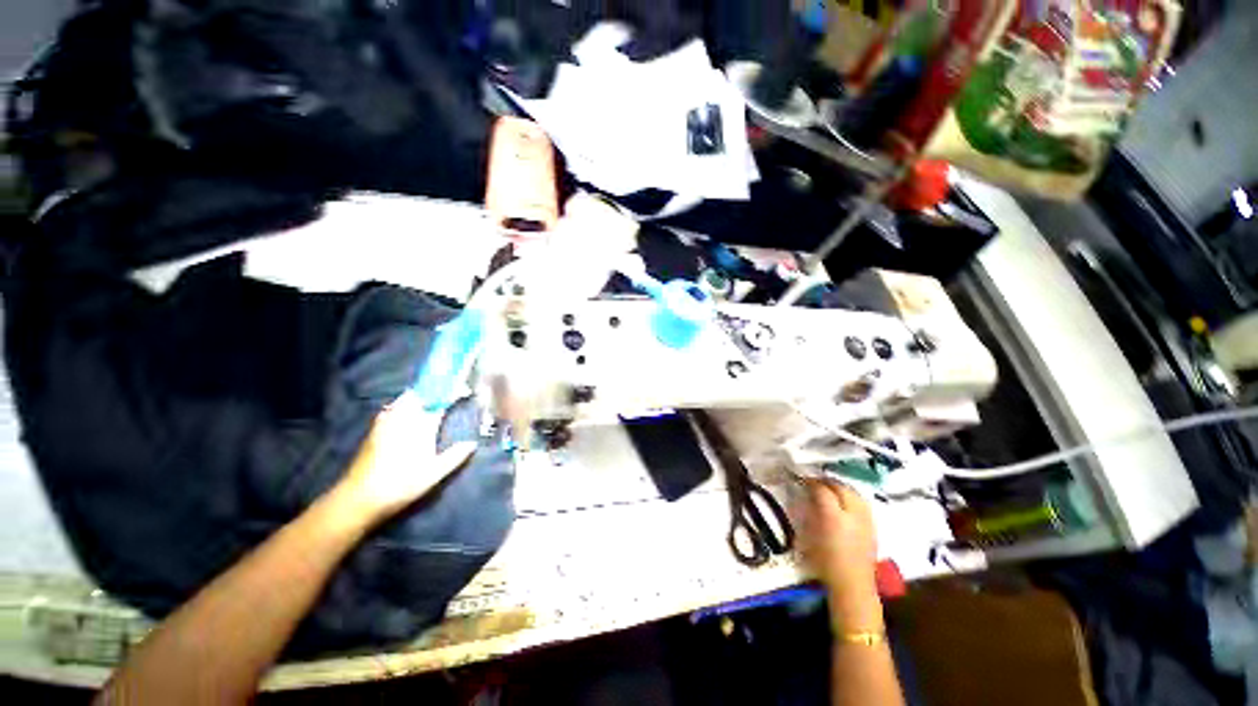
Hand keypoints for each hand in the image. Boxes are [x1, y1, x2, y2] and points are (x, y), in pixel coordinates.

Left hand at [332, 391, 477, 524]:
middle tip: (445, 390)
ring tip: (427, 398)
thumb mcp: (435, 473)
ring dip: (416, 396)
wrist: (360, 497)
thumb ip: (455, 456)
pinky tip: (402, 412)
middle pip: (419, 396)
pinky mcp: (373, 431)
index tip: (464, 389)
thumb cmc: (402, 484)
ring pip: (402, 401)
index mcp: (421, 427)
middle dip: (433, 390)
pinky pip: (389, 410)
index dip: (452, 393)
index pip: (440, 403)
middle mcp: (403, 419)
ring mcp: (386, 423)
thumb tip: (472, 443)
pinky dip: (399, 406)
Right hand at [800, 480, 881, 629]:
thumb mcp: (810, 536)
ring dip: (841, 487)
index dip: (811, 482)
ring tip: (830, 488)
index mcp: (833, 517)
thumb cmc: (825, 563)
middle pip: (841, 487)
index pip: (822, 490)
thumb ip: (809, 512)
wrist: (852, 586)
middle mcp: (852, 515)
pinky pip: (862, 503)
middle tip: (815, 481)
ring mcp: (866, 520)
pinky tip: (845, 501)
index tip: (802, 480)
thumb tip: (806, 495)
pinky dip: (852, 496)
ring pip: (854, 492)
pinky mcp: (873, 527)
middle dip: (827, 481)